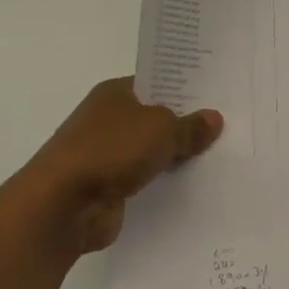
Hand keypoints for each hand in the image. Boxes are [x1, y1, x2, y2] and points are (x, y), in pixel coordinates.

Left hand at [20, 78, 222, 260]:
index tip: (216, 97)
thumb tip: (213, 119)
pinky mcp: (106, 189)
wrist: (62, 206)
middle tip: (227, 129)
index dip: (184, 89)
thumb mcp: (161, 130)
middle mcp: (107, 119)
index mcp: (114, 93)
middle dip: (184, 126)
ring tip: (217, 159)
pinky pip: (144, 181)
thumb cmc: (110, 151)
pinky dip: (161, 185)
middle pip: (154, 119)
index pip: (155, 83)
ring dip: (173, 158)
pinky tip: (192, 189)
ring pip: (150, 152)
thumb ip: (189, 126)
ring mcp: (104, 155)